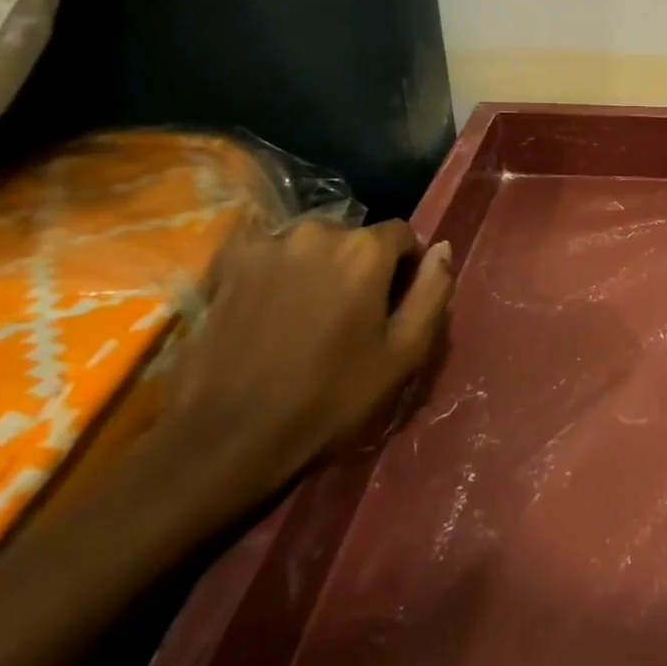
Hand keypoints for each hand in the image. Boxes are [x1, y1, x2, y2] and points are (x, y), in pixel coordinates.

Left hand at [153, 217, 454, 511]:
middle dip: (360, 266)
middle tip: (352, 315)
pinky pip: (266, 252)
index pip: (403, 235)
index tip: (396, 304)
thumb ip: (432, 292)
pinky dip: (277, 270)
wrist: (229, 434)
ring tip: (308, 315)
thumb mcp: (404, 352)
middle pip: (354, 237)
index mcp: (365, 250)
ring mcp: (265, 245)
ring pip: (310, 244)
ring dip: (318, 267)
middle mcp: (316, 231)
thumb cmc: (331, 397)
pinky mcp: (225, 265)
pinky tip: (271, 307)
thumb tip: (442, 249)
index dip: (406, 268)